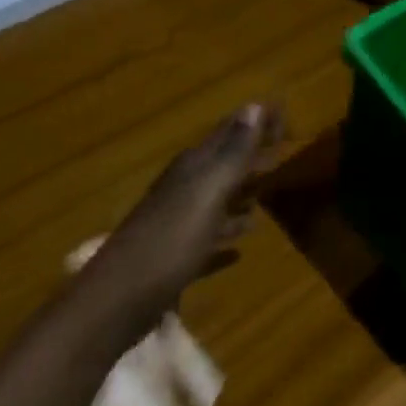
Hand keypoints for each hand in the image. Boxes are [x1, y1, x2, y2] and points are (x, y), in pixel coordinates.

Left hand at [89, 103, 283, 314]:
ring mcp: (178, 225)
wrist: (119, 299)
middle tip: (284, 148)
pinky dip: (225, 237)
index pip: (231, 133)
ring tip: (267, 193)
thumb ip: (232, 153)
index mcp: (193, 170)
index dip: (257, 122)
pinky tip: (240, 249)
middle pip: (225, 165)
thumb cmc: (170, 242)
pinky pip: (208, 241)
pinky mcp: (176, 258)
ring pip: (217, 202)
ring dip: (241, 195)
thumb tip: (255, 106)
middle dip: (254, 155)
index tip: (285, 112)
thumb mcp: (207, 193)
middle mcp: (185, 190)